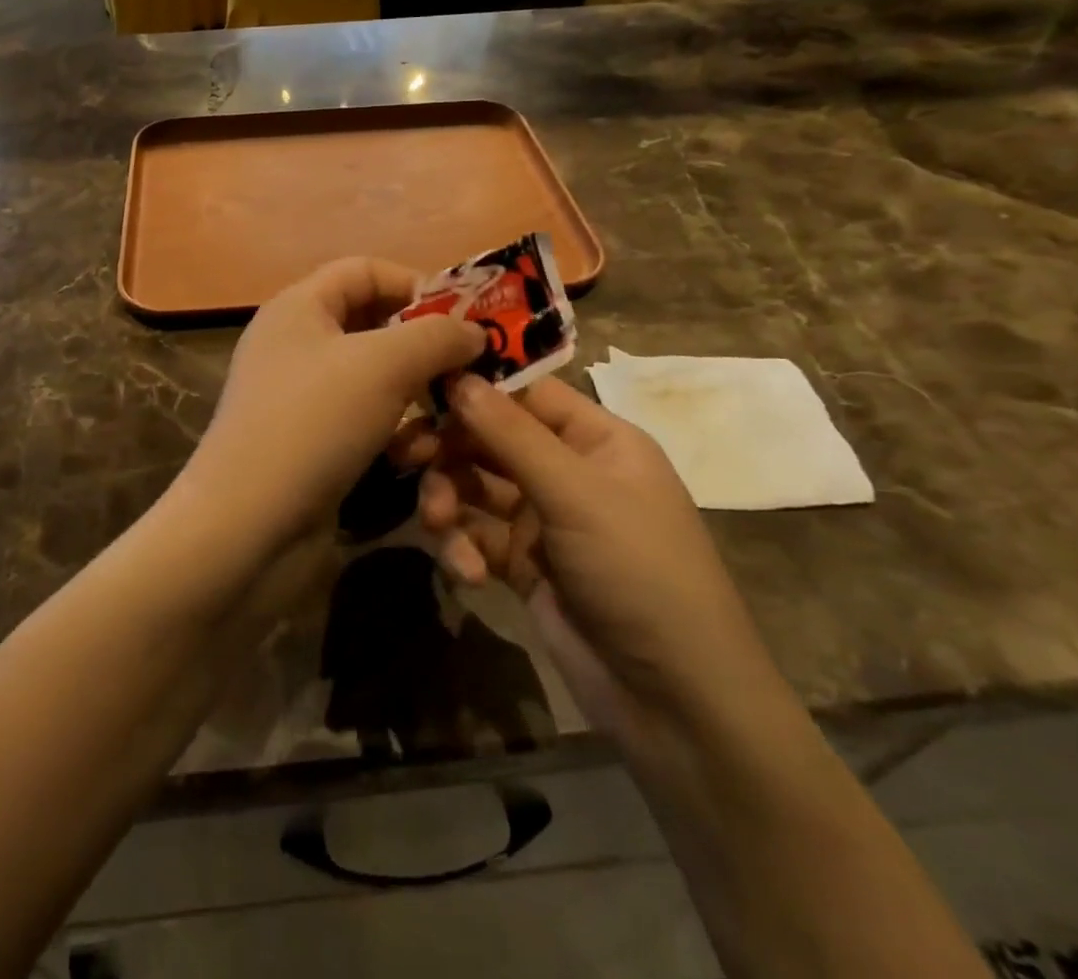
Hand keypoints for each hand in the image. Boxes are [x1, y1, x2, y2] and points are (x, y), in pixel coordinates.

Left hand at [184, 258, 483, 555]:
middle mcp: (296, 345)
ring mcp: (301, 399)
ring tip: (450, 421)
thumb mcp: (384, 365)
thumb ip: (436, 337)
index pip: (364, 270)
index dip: (416, 284)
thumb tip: (473, 331)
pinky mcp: (312, 446)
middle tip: (472, 371)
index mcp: (299, 307)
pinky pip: (365, 424)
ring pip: (376, 381)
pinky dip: (395, 435)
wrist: (248, 529)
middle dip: (425, 348)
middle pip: (374, 326)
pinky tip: (418, 458)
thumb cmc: (314, 423)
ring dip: (418, 399)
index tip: (465, 318)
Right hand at [413, 374, 775, 719]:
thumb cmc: (638, 571)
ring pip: (474, 486)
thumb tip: (458, 376)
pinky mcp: (521, 563)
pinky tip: (468, 573)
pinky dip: (463, 548)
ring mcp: (543, 519)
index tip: (422, 385)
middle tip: (404, 454)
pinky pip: (475, 536)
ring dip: (448, 498)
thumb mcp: (577, 495)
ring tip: (437, 522)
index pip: (526, 392)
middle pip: (490, 438)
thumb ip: (511, 434)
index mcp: (596, 440)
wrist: (673, 702)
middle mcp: (567, 471)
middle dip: (448, 448)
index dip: (477, 385)